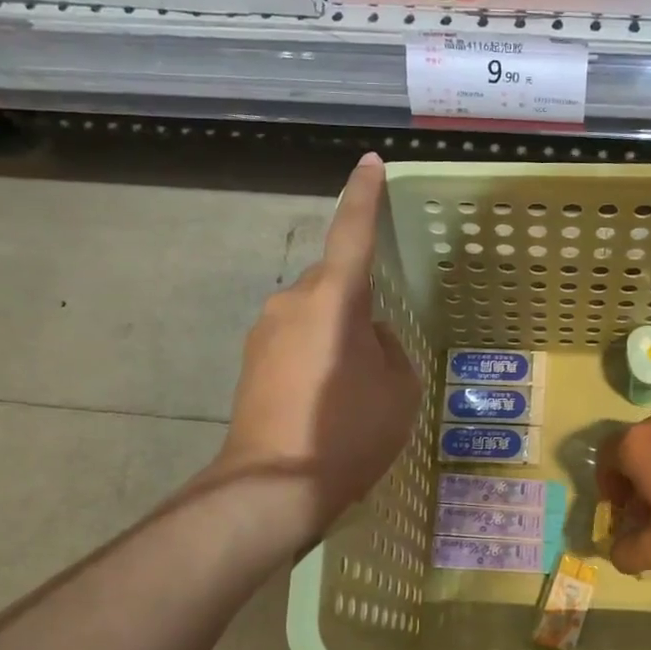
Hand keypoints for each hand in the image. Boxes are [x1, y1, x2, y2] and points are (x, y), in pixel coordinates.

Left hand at [218, 154, 419, 537]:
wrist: (273, 485)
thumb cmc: (348, 433)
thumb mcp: (399, 391)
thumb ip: (390, 350)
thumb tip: (369, 338)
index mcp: (333, 299)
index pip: (352, 232)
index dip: (364, 196)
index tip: (371, 164)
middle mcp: (292, 302)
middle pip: (333, 283)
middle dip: (357, 303)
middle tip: (380, 352)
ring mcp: (264, 331)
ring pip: (313, 313)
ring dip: (336, 334)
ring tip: (354, 387)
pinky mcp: (251, 361)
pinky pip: (295, 340)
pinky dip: (316, 355)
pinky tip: (327, 399)